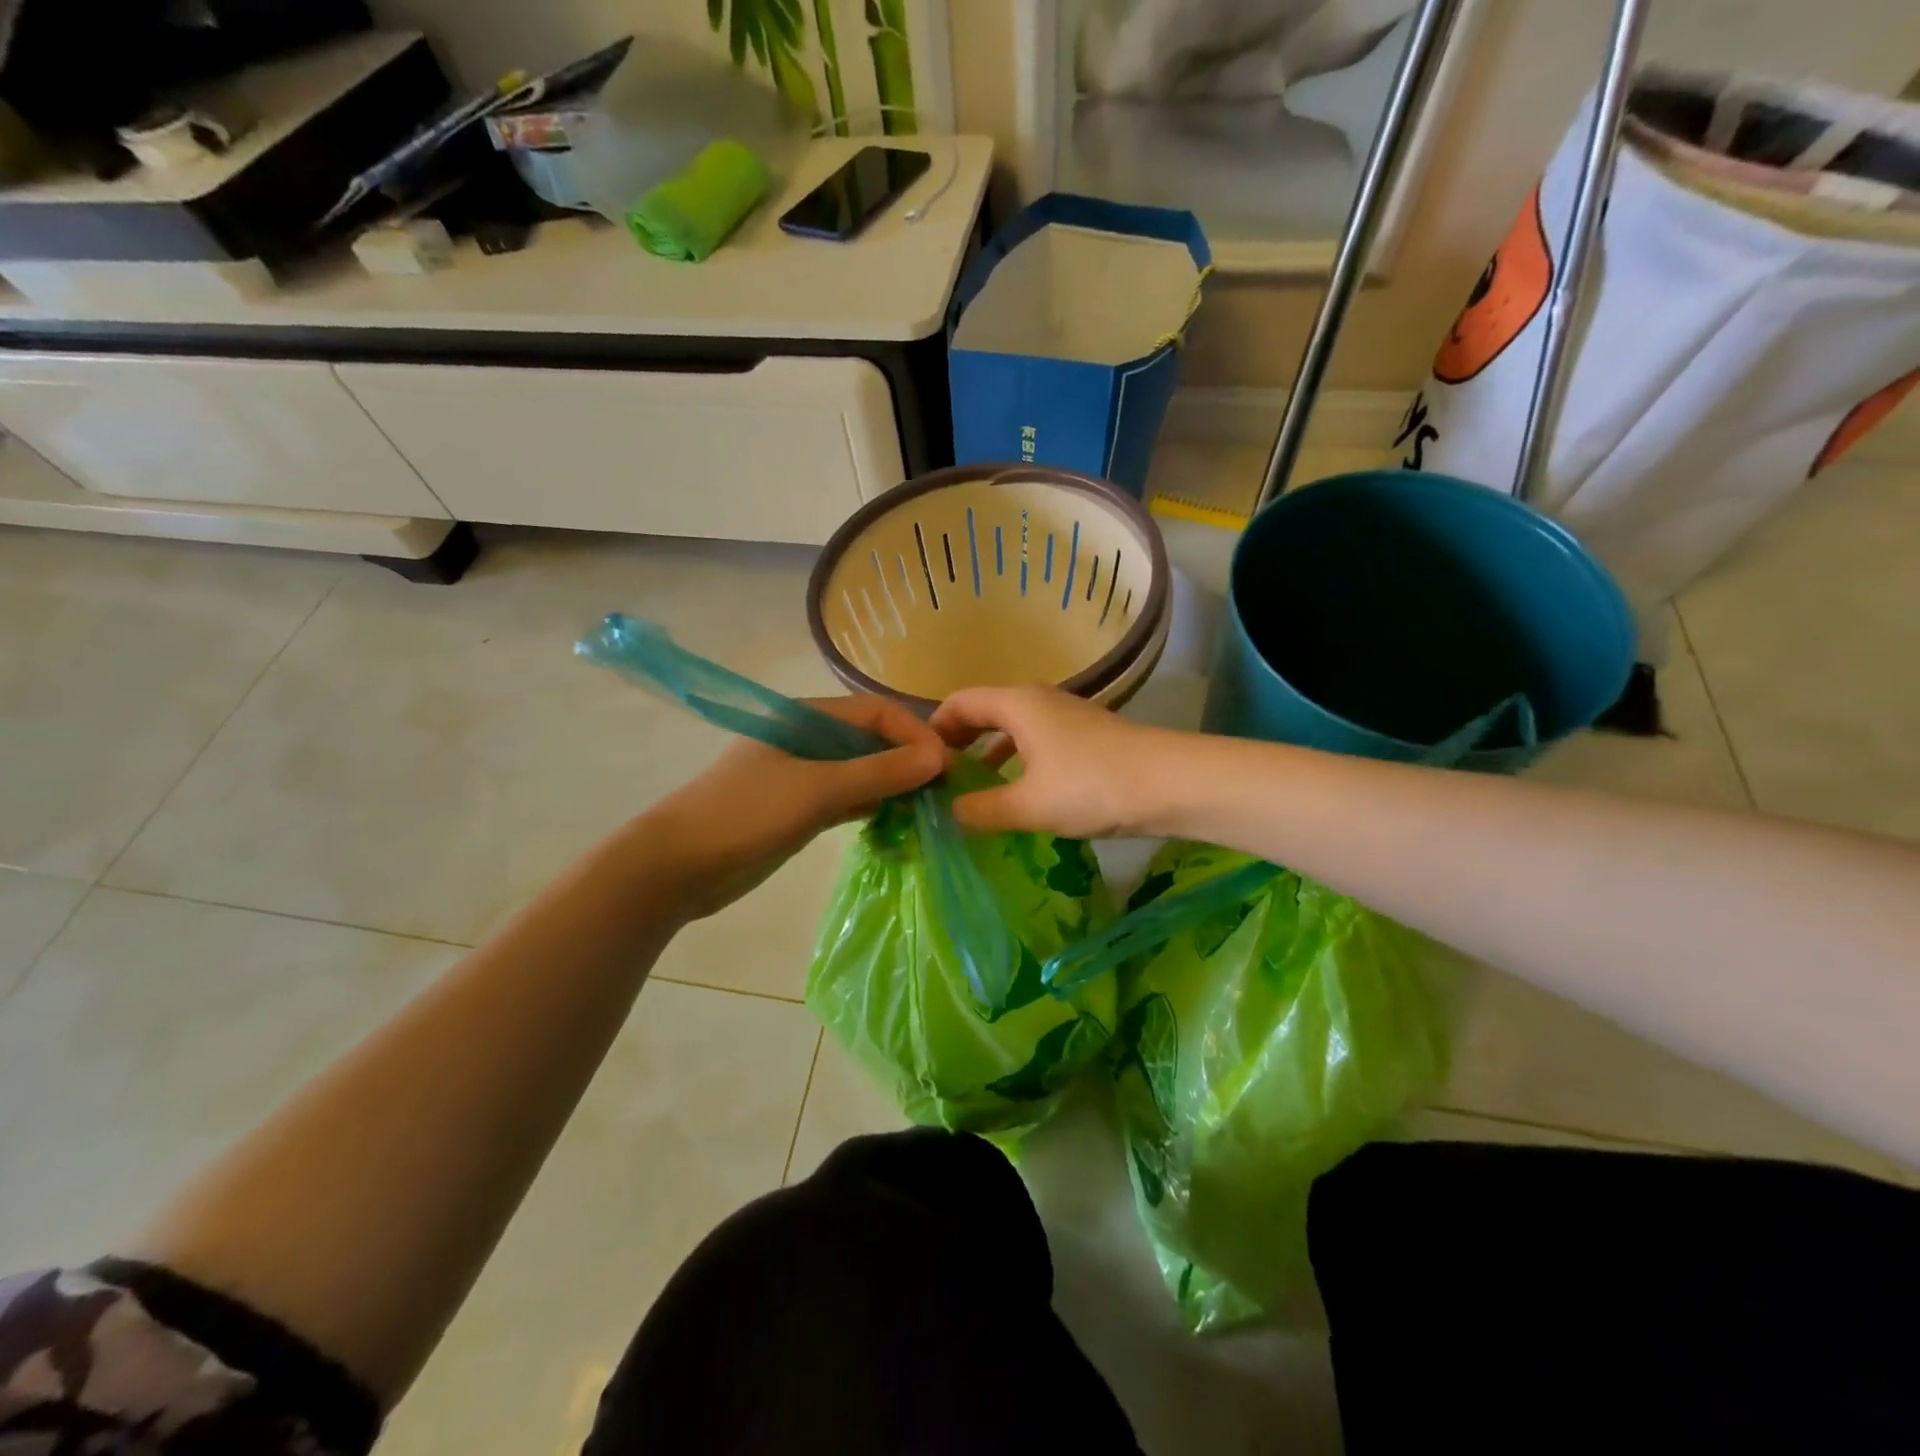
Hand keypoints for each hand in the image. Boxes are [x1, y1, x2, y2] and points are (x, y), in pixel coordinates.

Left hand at [643, 695, 945, 919]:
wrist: (677, 867)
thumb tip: (937, 758)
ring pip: (862, 770)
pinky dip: (874, 805)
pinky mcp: (800, 808)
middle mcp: (808, 739)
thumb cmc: (745, 815)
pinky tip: (899, 821)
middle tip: (943, 791)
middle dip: (908, 760)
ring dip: (894, 785)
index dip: (914, 733)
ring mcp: (803, 775)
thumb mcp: (816, 790)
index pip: (876, 712)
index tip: (944, 767)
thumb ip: (878, 772)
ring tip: (929, 808)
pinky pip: (848, 797)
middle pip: (871, 739)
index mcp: (805, 717)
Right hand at [930, 685, 1178, 838]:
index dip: (934, 729)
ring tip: (972, 790)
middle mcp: (1038, 700)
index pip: (959, 703)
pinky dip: (1017, 761)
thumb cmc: (1092, 786)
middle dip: (959, 743)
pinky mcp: (1085, 736)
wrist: (1171, 783)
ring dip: (989, 754)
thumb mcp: (1029, 805)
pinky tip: (1018, 793)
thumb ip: (982, 809)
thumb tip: (949, 813)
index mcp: (1017, 704)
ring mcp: (1065, 716)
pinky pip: (1035, 741)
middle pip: (985, 713)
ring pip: (1012, 729)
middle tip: (939, 779)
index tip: (919, 763)